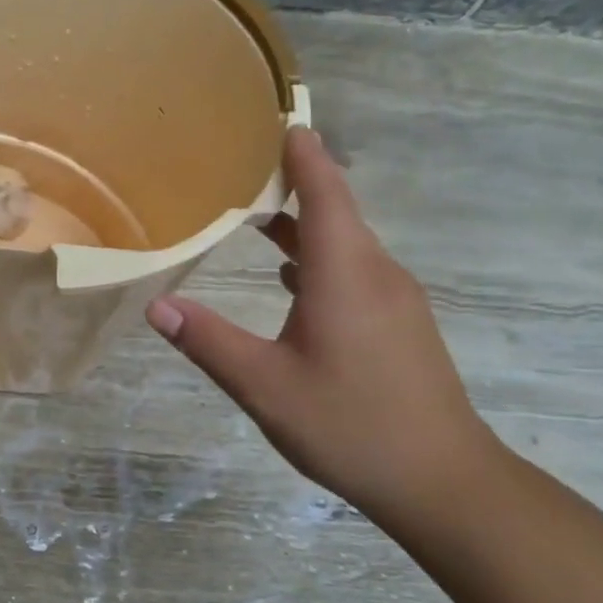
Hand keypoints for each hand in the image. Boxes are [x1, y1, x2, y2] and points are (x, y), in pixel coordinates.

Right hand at [146, 127, 493, 511]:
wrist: (445, 483)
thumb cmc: (351, 425)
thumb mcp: (264, 386)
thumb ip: (208, 341)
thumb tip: (156, 306)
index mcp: (345, 274)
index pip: (325, 192)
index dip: (302, 154)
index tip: (279, 119)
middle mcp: (377, 273)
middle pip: (336, 209)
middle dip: (294, 180)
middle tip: (244, 164)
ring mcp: (396, 299)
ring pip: (346, 242)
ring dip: (304, 221)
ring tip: (256, 213)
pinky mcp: (401, 323)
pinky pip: (355, 268)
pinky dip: (318, 256)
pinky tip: (290, 278)